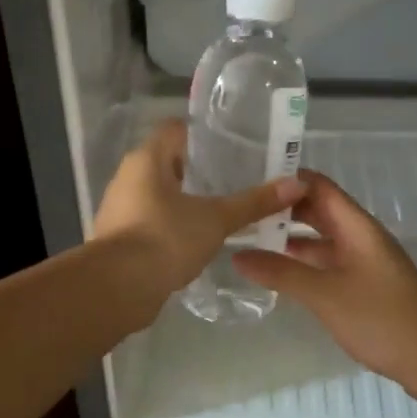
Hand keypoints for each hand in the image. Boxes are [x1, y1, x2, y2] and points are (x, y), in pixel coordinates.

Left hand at [93, 120, 305, 307]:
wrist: (118, 288)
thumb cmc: (166, 238)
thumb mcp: (216, 219)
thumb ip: (254, 202)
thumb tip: (297, 184)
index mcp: (146, 159)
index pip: (175, 130)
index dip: (202, 133)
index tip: (232, 145)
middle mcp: (127, 176)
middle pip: (167, 162)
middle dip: (199, 170)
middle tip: (235, 178)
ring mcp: (120, 207)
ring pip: (158, 194)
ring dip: (184, 199)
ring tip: (221, 209)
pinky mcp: (119, 237)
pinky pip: (150, 220)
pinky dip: (171, 224)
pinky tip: (196, 238)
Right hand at [233, 170, 416, 387]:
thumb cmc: (382, 318)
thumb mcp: (325, 294)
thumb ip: (281, 273)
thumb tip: (237, 255)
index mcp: (357, 227)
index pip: (319, 186)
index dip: (287, 178)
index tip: (248, 179)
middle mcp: (360, 237)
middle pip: (318, 210)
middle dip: (282, 208)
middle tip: (240, 210)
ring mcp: (363, 262)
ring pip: (321, 239)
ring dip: (289, 237)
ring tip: (248, 239)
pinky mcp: (363, 286)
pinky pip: (326, 263)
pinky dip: (302, 262)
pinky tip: (277, 272)